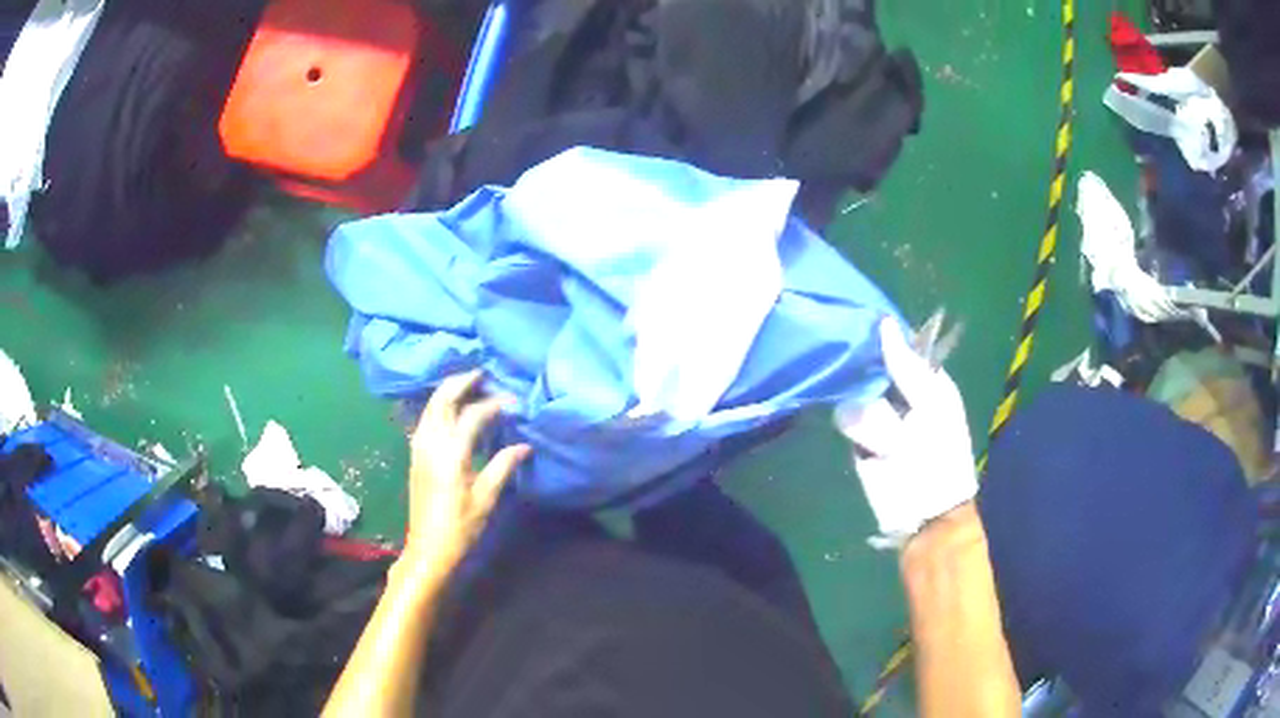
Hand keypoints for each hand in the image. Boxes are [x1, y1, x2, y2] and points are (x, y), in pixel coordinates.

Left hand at [402, 370, 530, 578]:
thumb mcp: (486, 499)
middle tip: (481, 374)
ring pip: (430, 408)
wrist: (428, 550)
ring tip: (467, 386)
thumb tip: (524, 446)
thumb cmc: (461, 528)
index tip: (513, 401)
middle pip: (441, 400)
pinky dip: (437, 408)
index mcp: (451, 454)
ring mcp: (419, 449)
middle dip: (460, 382)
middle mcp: (431, 444)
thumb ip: (502, 466)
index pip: (473, 416)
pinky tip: (449, 412)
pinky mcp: (415, 457)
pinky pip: (424, 421)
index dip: (494, 405)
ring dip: (447, 392)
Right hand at [835, 318, 977, 548]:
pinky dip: (860, 433)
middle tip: (877, 389)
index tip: (865, 328)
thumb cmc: (942, 455)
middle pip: (869, 365)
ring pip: (855, 393)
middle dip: (869, 375)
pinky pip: (845, 418)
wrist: (923, 513)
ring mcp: (876, 415)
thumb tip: (885, 323)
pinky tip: (876, 448)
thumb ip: (908, 367)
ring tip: (891, 443)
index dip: (881, 338)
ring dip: (874, 419)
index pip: (896, 345)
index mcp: (925, 379)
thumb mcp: (934, 406)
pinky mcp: (857, 439)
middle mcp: (899, 392)